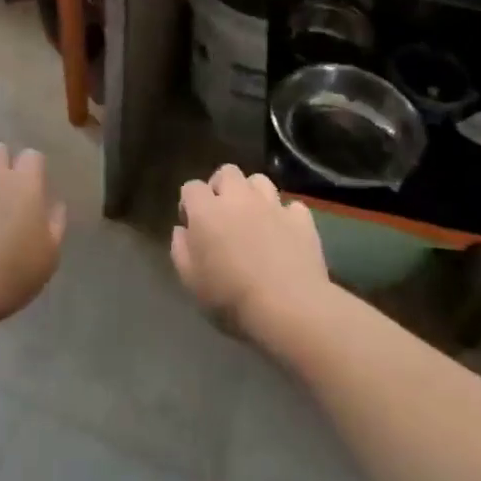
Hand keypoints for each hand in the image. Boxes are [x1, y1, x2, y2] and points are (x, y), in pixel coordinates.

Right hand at [171, 164, 329, 337]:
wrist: (288, 307)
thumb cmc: (231, 297)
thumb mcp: (190, 280)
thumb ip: (180, 248)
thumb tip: (183, 230)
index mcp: (207, 211)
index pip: (191, 187)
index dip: (189, 203)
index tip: (192, 225)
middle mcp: (238, 198)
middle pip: (226, 172)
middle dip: (221, 186)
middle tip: (222, 214)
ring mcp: (272, 205)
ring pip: (259, 180)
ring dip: (253, 194)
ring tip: (254, 217)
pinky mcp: (300, 218)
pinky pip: (291, 206)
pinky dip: (285, 216)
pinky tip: (284, 233)